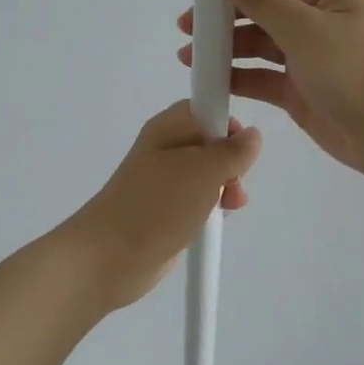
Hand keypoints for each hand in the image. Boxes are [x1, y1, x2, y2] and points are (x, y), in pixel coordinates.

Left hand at [65, 101, 262, 309]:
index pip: (204, 109)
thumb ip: (233, 151)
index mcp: (168, 128)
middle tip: (234, 183)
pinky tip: (214, 221)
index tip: (242, 149)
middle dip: (231, 162)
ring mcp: (163, 182)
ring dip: (224, 188)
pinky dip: (209, 208)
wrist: (111, 256)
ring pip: (206, 175)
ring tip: (231, 206)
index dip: (227, 123)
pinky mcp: (164, 211)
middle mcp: (164, 149)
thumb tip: (252, 136)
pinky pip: (196, 200)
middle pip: (209, 143)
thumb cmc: (159, 204)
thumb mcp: (205, 170)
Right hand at [173, 0, 363, 186]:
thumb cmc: (360, 73)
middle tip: (185, 24)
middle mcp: (314, 16)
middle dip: (220, 9)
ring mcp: (307, 55)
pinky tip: (211, 81)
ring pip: (256, 40)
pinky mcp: (300, 90)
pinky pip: (261, 76)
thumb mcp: (306, 29)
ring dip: (224, 45)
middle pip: (258, 2)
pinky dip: (237, 76)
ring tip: (189, 55)